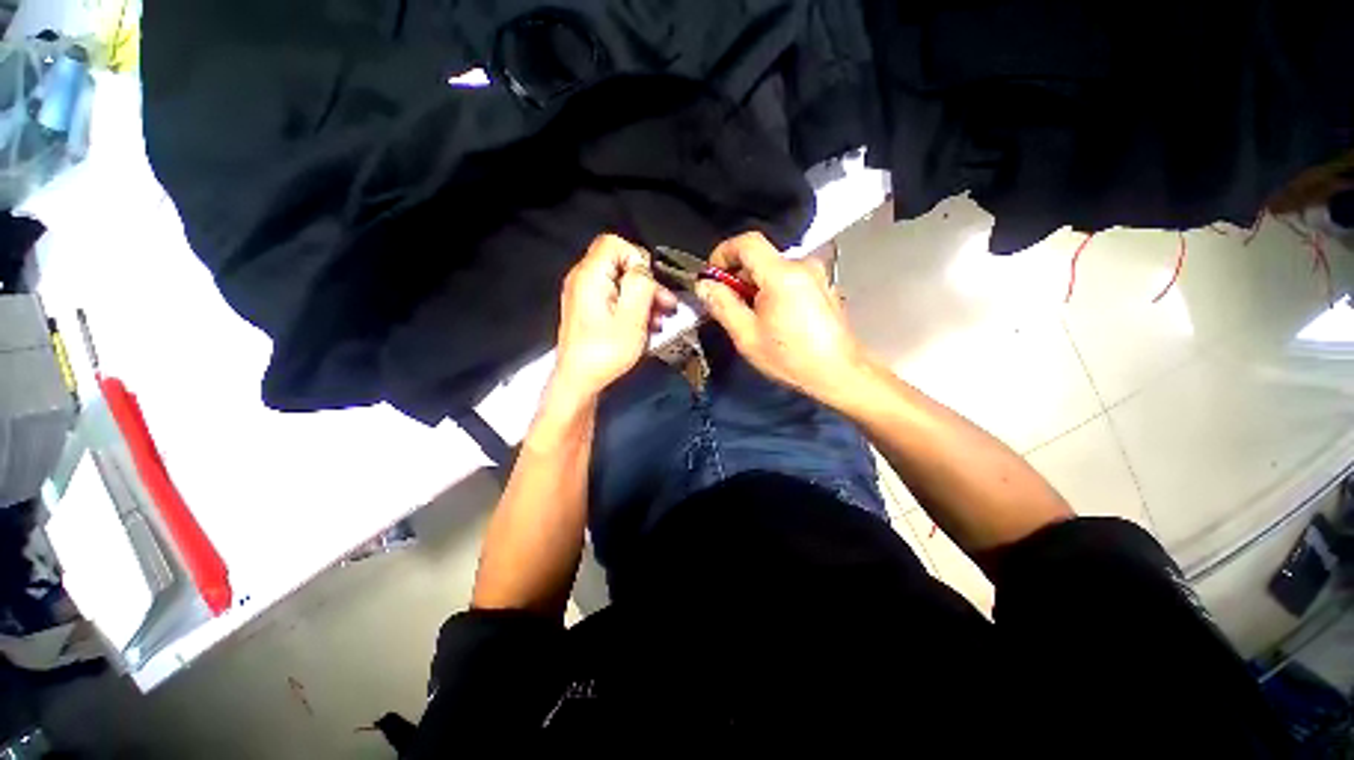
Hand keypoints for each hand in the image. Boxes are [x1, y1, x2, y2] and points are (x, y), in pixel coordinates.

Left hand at [553, 234, 677, 399]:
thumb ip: (641, 285)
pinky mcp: (588, 310)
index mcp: (590, 276)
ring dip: (643, 299)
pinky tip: (646, 327)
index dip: (637, 258)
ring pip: (620, 283)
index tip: (651, 285)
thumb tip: (644, 270)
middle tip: (667, 306)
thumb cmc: (606, 351)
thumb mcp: (632, 317)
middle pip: (620, 264)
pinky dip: (632, 308)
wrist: (579, 381)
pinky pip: (614, 298)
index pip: (614, 243)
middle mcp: (583, 279)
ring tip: (659, 322)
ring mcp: (584, 295)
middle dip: (647, 283)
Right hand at [696, 232, 868, 403]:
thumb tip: (704, 285)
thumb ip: (722, 305)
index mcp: (781, 274)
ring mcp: (817, 275)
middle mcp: (802, 265)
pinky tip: (775, 320)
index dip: (723, 253)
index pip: (747, 242)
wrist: (840, 373)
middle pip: (760, 258)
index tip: (713, 277)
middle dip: (738, 277)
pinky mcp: (823, 286)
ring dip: (756, 287)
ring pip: (774, 270)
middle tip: (729, 307)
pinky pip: (789, 279)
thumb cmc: (790, 358)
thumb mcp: (747, 336)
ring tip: (753, 319)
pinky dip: (774, 291)